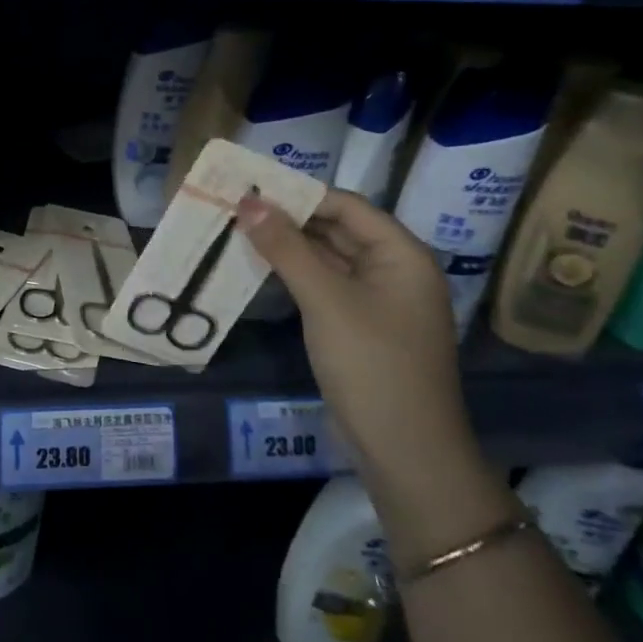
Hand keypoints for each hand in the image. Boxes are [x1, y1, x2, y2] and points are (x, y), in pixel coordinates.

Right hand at [238, 189, 474, 479]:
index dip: (298, 194)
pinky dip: (296, 274)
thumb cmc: (372, 366)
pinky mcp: (362, 325)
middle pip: (337, 228)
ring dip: (289, 246)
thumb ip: (286, 248)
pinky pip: (326, 285)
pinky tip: (260, 268)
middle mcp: (395, 269)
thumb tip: (248, 202)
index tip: (250, 187)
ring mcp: (379, 300)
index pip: (345, 205)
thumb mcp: (325, 300)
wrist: (406, 454)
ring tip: (239, 230)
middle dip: (289, 218)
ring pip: (329, 257)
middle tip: (236, 207)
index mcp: (401, 254)